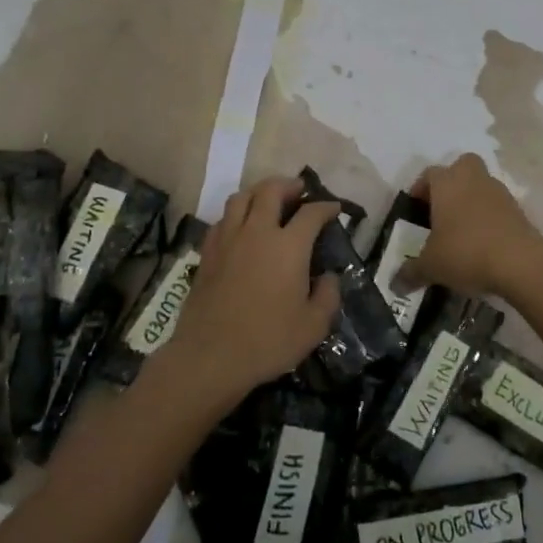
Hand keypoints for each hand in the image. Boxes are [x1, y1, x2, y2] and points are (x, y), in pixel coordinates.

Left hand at [162, 176, 340, 404]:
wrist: (210, 357)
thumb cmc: (268, 341)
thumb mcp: (314, 326)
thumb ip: (328, 296)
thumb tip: (329, 277)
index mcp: (288, 246)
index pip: (311, 213)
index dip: (326, 207)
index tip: (334, 209)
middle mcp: (257, 232)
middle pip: (271, 190)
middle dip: (288, 185)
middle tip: (299, 191)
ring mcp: (228, 240)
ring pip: (241, 198)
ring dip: (259, 193)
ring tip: (268, 201)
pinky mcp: (207, 253)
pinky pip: (223, 219)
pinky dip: (236, 214)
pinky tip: (241, 227)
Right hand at [407, 154, 542, 302]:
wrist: (520, 262)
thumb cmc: (466, 253)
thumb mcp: (431, 266)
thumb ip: (411, 272)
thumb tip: (395, 284)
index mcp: (447, 183)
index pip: (429, 174)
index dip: (420, 189)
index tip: (416, 209)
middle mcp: (473, 179)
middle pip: (462, 166)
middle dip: (452, 182)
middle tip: (442, 208)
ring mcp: (499, 192)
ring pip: (481, 185)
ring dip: (472, 200)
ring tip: (462, 230)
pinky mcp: (518, 209)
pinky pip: (497, 206)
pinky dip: (489, 217)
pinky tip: (483, 242)